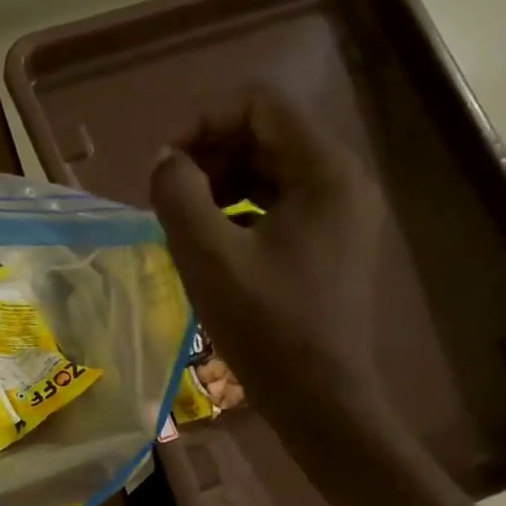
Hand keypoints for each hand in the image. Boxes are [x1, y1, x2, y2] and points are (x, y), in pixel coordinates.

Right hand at [149, 88, 390, 430]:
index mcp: (325, 171)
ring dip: (220, 183)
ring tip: (183, 219)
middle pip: (267, 135)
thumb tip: (164, 162)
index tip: (164, 166)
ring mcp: (340, 214)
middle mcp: (342, 181)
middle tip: (168, 195)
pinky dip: (239, 210)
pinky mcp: (330, 244)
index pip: (260, 106)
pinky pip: (279, 205)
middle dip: (209, 154)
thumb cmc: (267, 328)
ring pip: (271, 170)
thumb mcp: (209, 259)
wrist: (320, 399)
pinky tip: (211, 242)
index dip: (203, 122)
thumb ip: (178, 196)